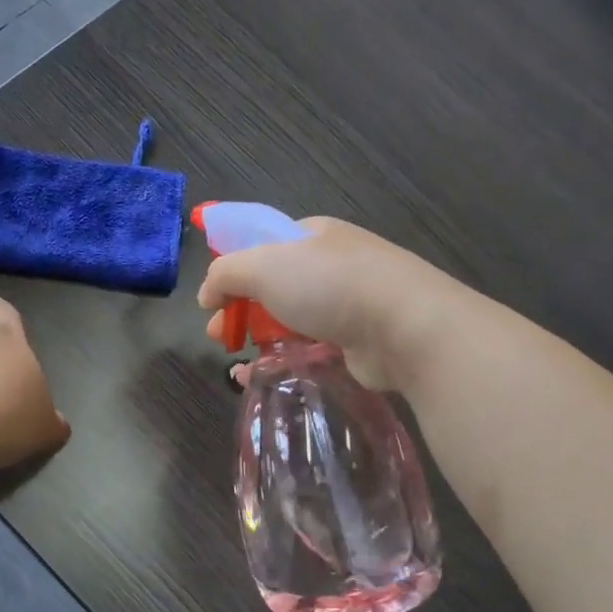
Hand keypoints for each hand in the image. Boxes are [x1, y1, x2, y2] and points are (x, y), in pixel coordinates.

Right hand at [197, 218, 452, 389]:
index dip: (233, 269)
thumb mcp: (262, 265)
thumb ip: (224, 274)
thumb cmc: (329, 284)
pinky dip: (284, 361)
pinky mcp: (358, 340)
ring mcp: (349, 302)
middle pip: (273, 286)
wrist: (405, 326)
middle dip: (240, 309)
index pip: (262, 245)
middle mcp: (332, 264)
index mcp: (312, 234)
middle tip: (219, 335)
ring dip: (259, 337)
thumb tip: (207, 294)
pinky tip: (263, 377)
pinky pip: (311, 348)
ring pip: (291, 319)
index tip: (213, 299)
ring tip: (237, 361)